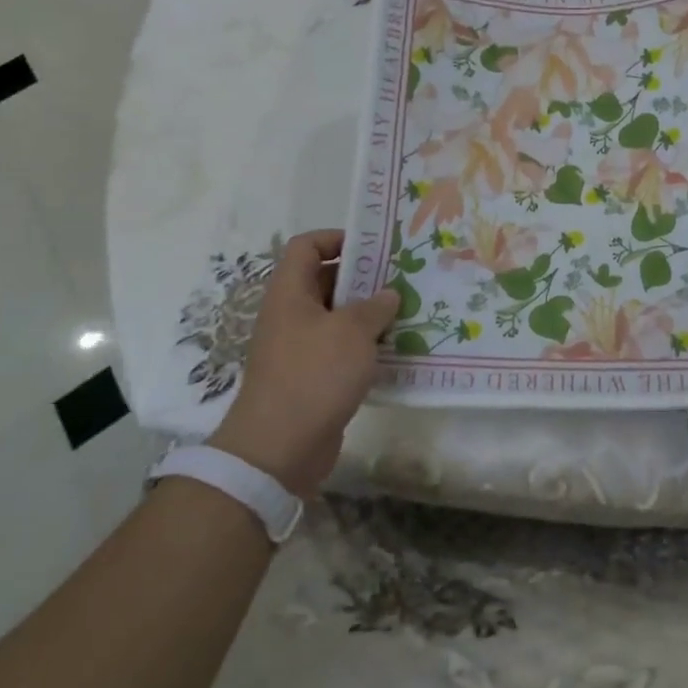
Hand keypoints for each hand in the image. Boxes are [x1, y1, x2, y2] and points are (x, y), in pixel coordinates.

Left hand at [206, 229, 398, 496]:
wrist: (279, 449)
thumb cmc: (314, 375)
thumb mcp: (353, 331)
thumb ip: (375, 306)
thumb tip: (388, 295)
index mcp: (290, 293)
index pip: (306, 246)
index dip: (337, 238)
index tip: (374, 247)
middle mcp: (291, 315)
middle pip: (326, 281)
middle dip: (364, 278)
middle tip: (403, 278)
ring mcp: (300, 348)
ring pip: (337, 318)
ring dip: (369, 315)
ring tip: (408, 312)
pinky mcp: (312, 378)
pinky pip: (341, 350)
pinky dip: (366, 347)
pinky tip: (397, 350)